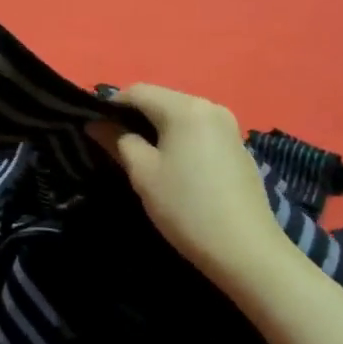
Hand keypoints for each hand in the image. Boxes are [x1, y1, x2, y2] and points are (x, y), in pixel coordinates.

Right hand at [90, 85, 281, 281]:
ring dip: (157, 129)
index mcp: (185, 107)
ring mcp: (229, 128)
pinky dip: (180, 140)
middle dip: (135, 117)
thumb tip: (96, 123)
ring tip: (141, 157)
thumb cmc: (187, 208)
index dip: (110, 105)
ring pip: (180, 117)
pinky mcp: (239, 149)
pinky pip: (199, 132)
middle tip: (113, 144)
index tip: (94, 127)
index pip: (137, 91)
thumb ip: (117, 140)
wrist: (248, 253)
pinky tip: (174, 167)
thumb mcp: (143, 173)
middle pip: (161, 100)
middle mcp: (210, 107)